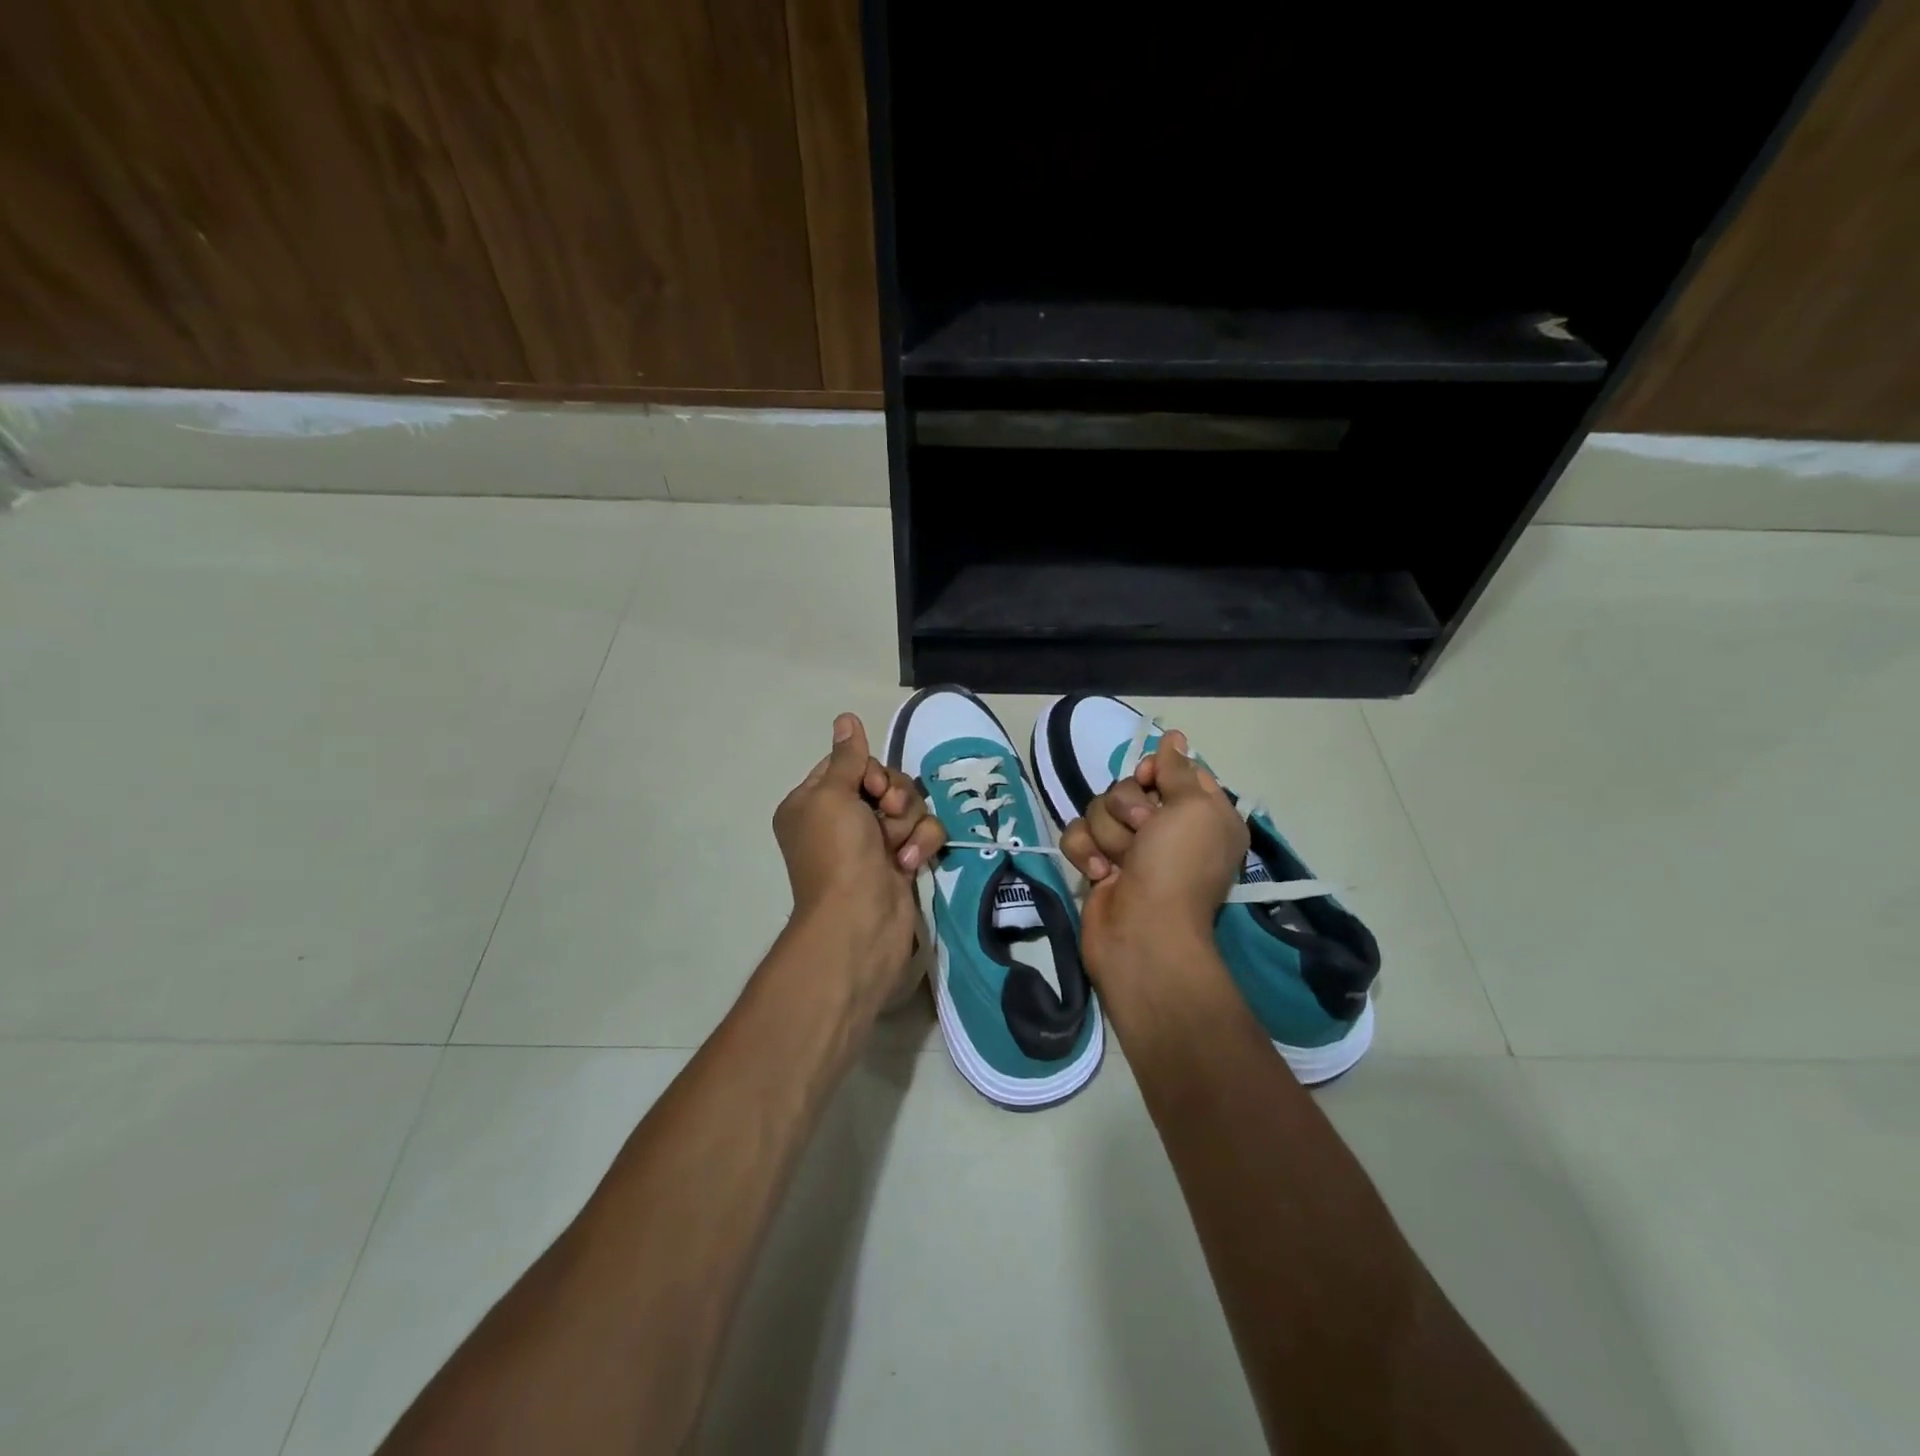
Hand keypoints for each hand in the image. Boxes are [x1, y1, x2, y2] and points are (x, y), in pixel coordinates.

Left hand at [772, 713, 945, 997]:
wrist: (860, 921)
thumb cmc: (838, 853)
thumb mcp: (832, 795)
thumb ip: (847, 757)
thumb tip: (846, 718)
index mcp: (814, 803)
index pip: (849, 765)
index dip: (869, 770)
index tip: (872, 785)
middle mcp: (841, 820)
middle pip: (884, 782)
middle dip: (895, 796)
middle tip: (888, 813)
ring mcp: (872, 842)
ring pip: (909, 807)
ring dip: (909, 823)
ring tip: (897, 847)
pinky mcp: (901, 862)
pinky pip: (923, 834)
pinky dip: (920, 846)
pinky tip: (908, 865)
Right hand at [1059, 729, 1247, 985]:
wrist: (1142, 933)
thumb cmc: (1177, 867)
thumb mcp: (1192, 809)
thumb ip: (1178, 769)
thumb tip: (1173, 737)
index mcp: (1200, 814)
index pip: (1171, 770)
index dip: (1155, 771)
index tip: (1150, 781)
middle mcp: (1166, 828)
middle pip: (1128, 787)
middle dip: (1126, 807)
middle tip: (1142, 830)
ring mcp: (1129, 847)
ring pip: (1098, 808)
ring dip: (1107, 833)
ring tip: (1120, 862)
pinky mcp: (1097, 863)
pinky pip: (1077, 834)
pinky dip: (1085, 851)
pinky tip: (1099, 874)